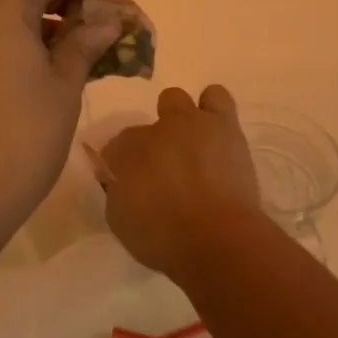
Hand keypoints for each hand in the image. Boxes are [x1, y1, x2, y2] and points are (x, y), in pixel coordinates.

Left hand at [0, 0, 129, 254]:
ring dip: (47, 18)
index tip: (118, 16)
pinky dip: (20, 36)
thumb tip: (107, 19)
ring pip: (5, 6)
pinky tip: (50, 67)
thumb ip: (86, 42)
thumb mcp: (63, 87)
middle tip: (107, 32)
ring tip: (86, 52)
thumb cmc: (17, 142)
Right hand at [101, 84, 264, 276]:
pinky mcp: (224, 126)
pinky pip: (216, 98)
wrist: (216, 239)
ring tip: (191, 144)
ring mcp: (188, 123)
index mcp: (122, 153)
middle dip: (147, 143)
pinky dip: (212, 109)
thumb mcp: (121, 222)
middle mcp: (152, 131)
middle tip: (161, 168)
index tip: (130, 186)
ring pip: (175, 99)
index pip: (113, 151)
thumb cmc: (162, 239)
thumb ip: (118, 193)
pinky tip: (216, 132)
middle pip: (142, 126)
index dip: (121, 169)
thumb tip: (121, 183)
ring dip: (178, 119)